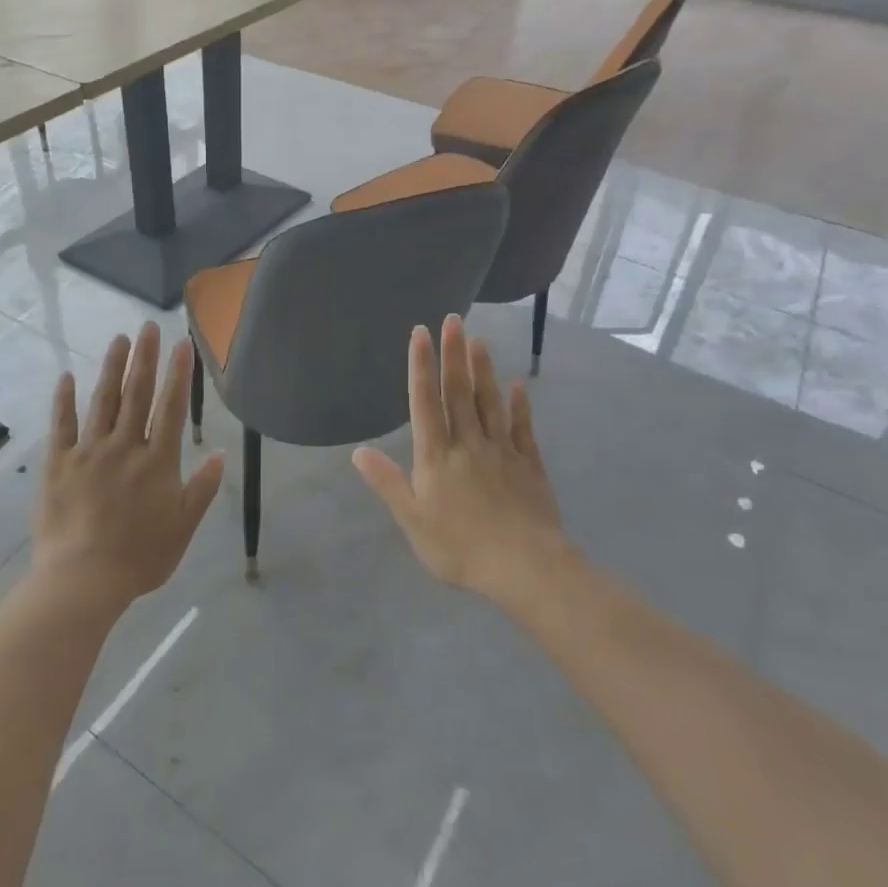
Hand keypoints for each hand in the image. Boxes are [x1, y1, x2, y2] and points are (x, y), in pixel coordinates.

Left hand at [37, 322, 224, 604]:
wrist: (83, 581)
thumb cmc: (140, 557)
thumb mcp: (183, 527)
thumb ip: (202, 489)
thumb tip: (221, 454)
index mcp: (157, 461)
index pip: (171, 407)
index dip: (178, 373)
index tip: (182, 344)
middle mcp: (124, 446)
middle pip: (137, 394)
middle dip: (145, 357)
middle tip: (148, 326)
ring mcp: (89, 452)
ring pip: (103, 401)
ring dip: (111, 367)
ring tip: (119, 339)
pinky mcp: (59, 464)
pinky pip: (62, 425)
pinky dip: (65, 400)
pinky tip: (67, 377)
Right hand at [353, 315, 564, 600]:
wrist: (523, 566)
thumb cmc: (460, 547)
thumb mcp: (412, 520)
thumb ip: (387, 483)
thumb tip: (358, 452)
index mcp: (437, 456)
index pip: (425, 402)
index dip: (421, 366)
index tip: (421, 333)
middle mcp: (468, 443)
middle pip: (459, 392)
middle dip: (453, 355)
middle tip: (453, 320)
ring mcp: (502, 451)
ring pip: (490, 403)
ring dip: (484, 370)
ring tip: (479, 340)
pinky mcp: (529, 465)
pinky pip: (523, 428)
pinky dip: (520, 405)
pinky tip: (519, 386)